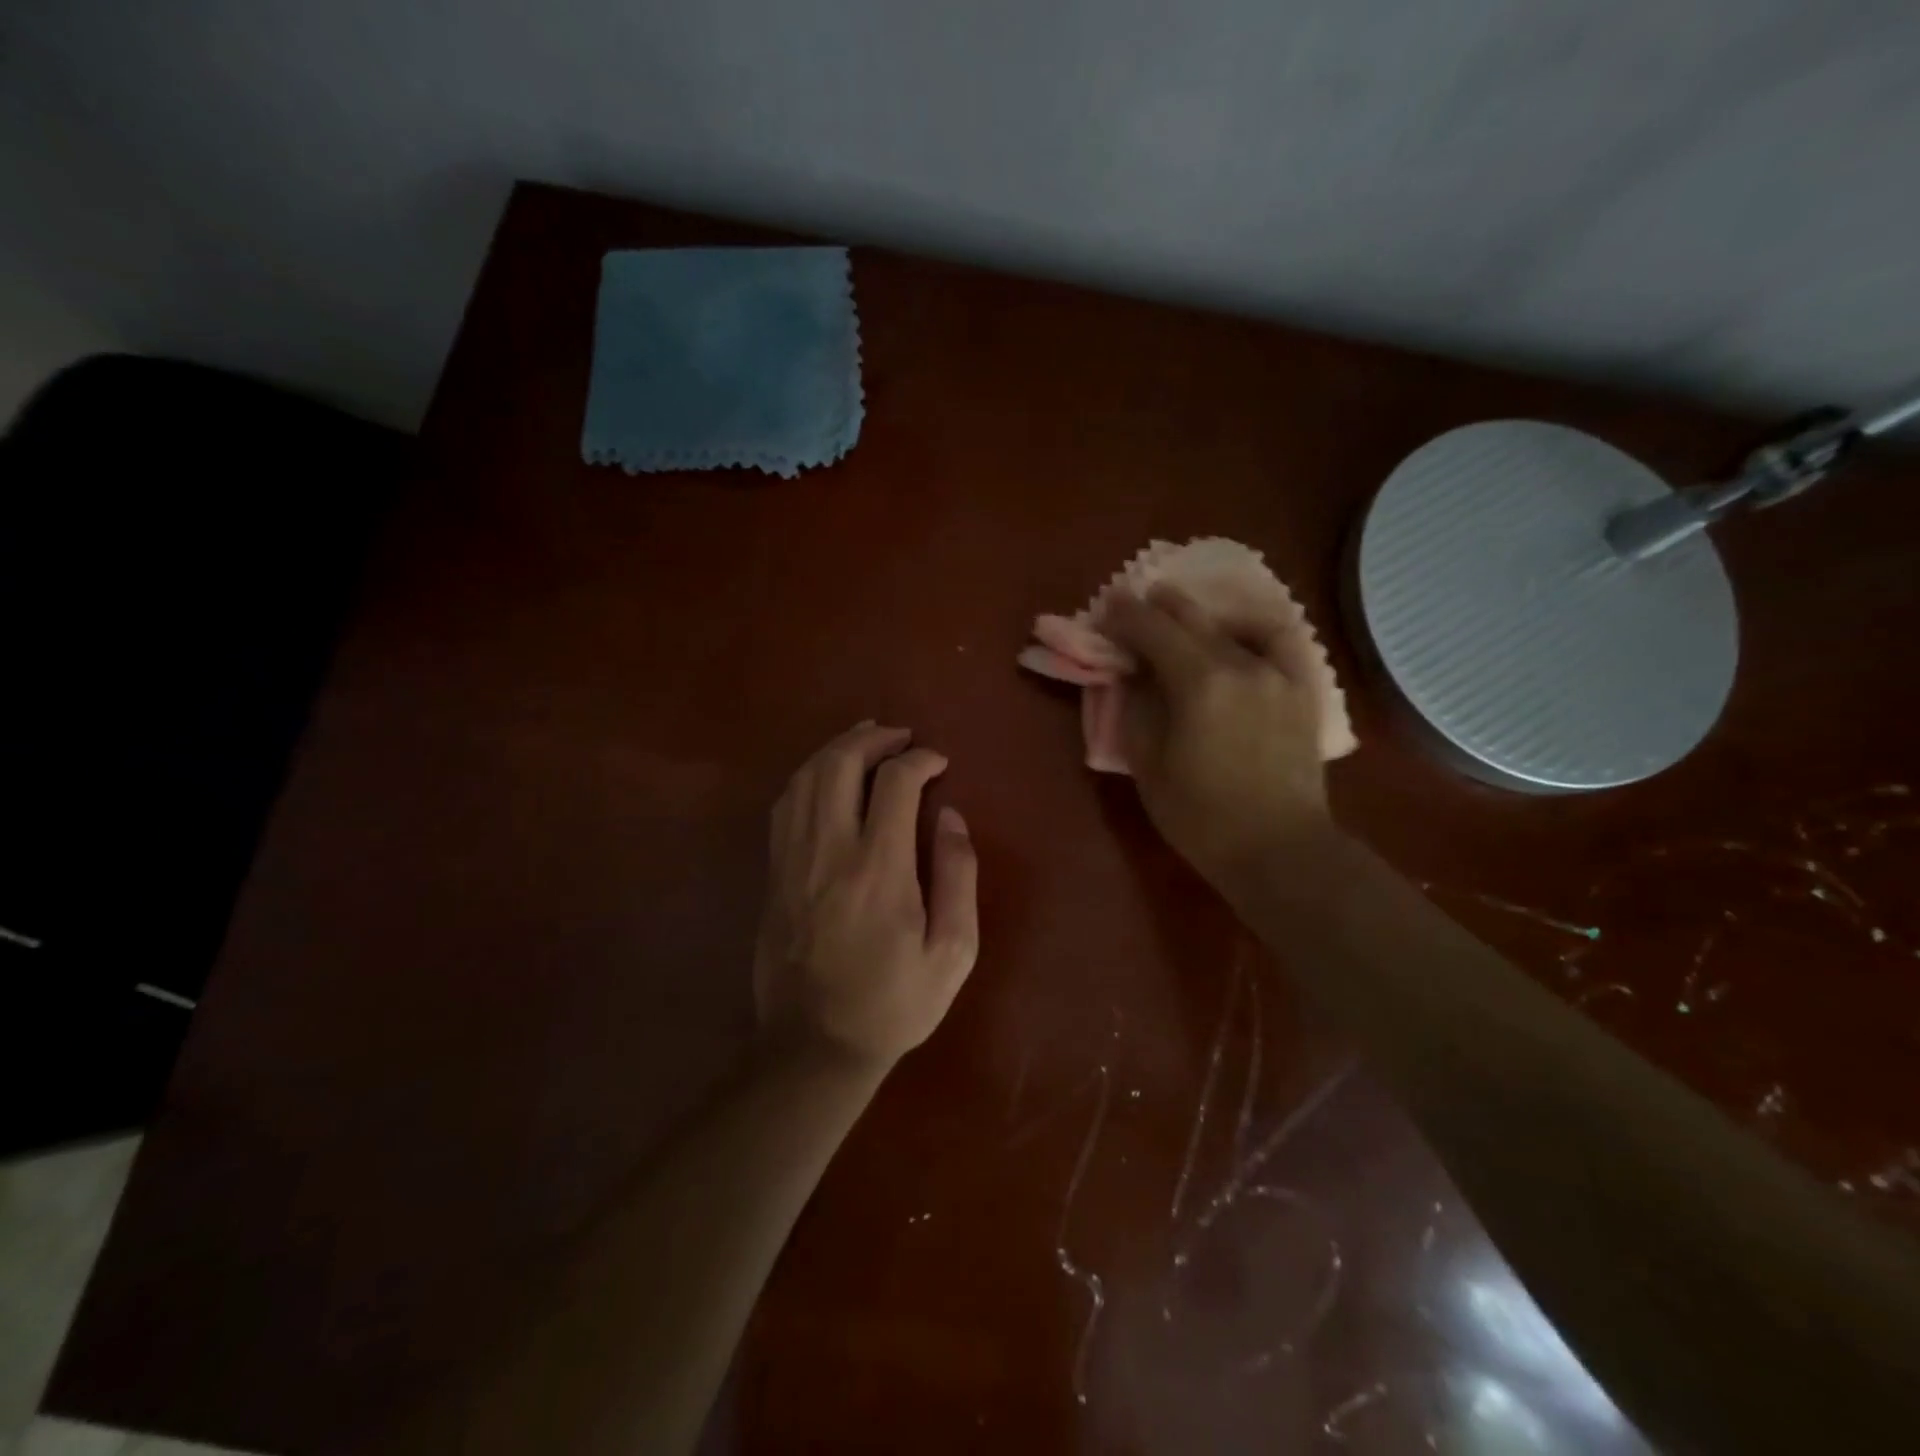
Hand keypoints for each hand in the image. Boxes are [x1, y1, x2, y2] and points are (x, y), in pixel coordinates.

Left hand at [753, 722, 979, 1073]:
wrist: (814, 1046)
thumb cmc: (894, 1002)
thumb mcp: (952, 952)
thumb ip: (957, 876)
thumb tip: (950, 817)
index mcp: (879, 868)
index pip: (895, 783)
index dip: (920, 759)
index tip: (939, 762)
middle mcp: (829, 851)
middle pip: (840, 765)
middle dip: (873, 739)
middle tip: (900, 736)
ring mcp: (793, 860)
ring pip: (806, 778)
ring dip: (836, 749)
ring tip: (864, 739)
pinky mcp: (773, 873)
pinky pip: (784, 805)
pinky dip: (807, 777)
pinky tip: (824, 776)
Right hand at [1103, 587, 1335, 889]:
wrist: (1278, 849)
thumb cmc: (1201, 816)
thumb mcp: (1148, 764)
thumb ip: (1136, 707)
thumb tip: (1131, 673)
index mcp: (1198, 683)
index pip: (1152, 630)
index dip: (1125, 615)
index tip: (1106, 607)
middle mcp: (1241, 663)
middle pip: (1191, 618)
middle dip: (1156, 607)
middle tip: (1133, 603)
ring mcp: (1278, 672)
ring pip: (1231, 624)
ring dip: (1197, 614)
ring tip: (1177, 612)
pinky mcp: (1301, 687)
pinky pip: (1276, 639)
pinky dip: (1249, 626)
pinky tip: (1235, 631)